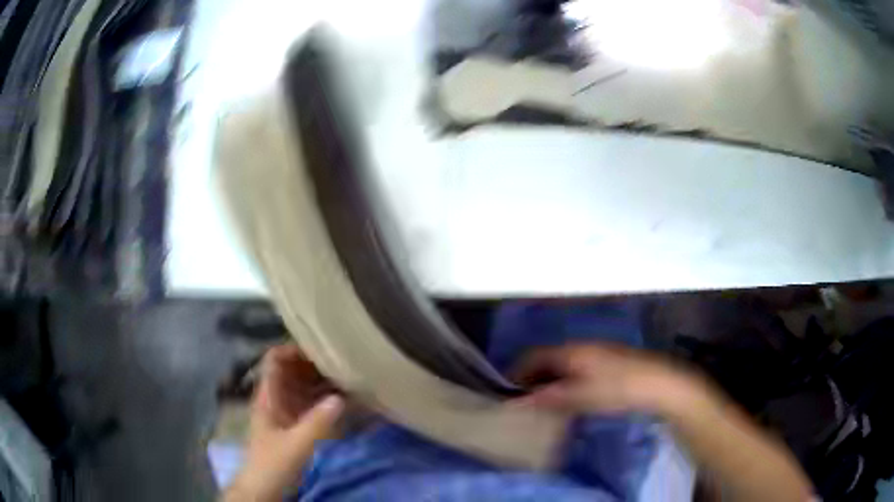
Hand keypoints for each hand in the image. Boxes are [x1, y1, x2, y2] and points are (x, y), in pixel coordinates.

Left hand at [225, 345, 343, 501]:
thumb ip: (317, 423)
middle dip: (314, 365)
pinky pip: (309, 405)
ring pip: (302, 388)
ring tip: (348, 379)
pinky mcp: (294, 426)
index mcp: (268, 396)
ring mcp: (285, 412)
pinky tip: (343, 402)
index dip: (293, 350)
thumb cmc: (272, 464)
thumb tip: (340, 398)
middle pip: (291, 371)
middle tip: (343, 363)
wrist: (262, 489)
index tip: (321, 350)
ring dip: (321, 382)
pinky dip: (324, 400)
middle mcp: (276, 399)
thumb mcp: (296, 445)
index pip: (274, 360)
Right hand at [511, 343, 708, 417]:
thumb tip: (520, 402)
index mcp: (571, 351)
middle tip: (525, 401)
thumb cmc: (617, 388)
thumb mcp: (581, 397)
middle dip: (533, 378)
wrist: (659, 383)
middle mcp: (581, 346)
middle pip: (548, 359)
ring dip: (550, 381)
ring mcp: (597, 352)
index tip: (508, 393)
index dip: (517, 372)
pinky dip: (566, 381)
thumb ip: (549, 398)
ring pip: (563, 364)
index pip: (534, 356)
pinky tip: (571, 398)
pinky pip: (577, 368)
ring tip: (544, 403)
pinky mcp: (609, 361)